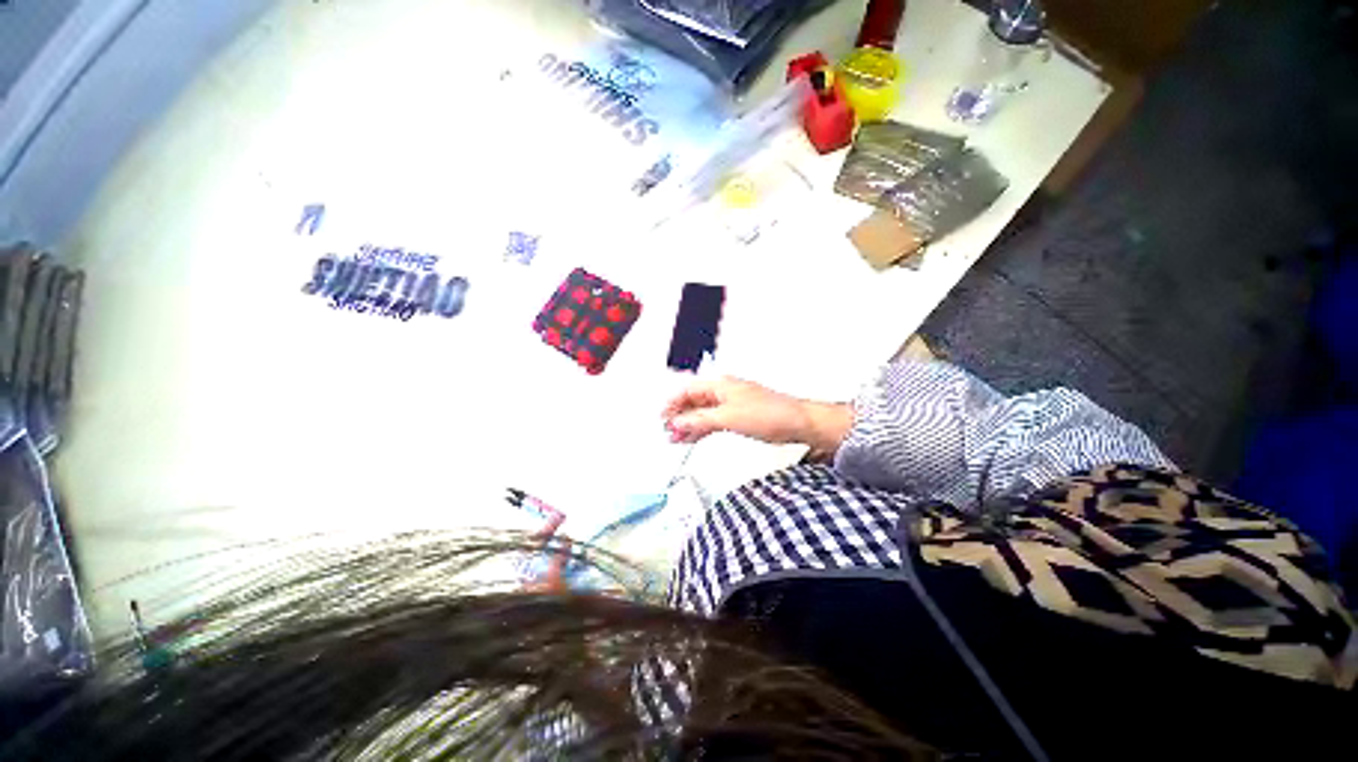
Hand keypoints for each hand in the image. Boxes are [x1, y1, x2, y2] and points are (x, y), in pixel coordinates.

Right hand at [662, 377, 853, 453]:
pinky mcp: (737, 415)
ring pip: (702, 412)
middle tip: (667, 432)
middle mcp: (722, 391)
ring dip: (688, 424)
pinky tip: (693, 438)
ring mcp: (730, 404)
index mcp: (719, 385)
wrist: (797, 423)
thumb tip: (678, 423)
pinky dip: (701, 429)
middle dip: (679, 416)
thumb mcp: (728, 417)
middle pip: (693, 401)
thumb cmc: (768, 413)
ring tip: (675, 438)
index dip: (672, 404)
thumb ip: (700, 420)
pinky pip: (712, 420)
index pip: (687, 390)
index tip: (662, 419)